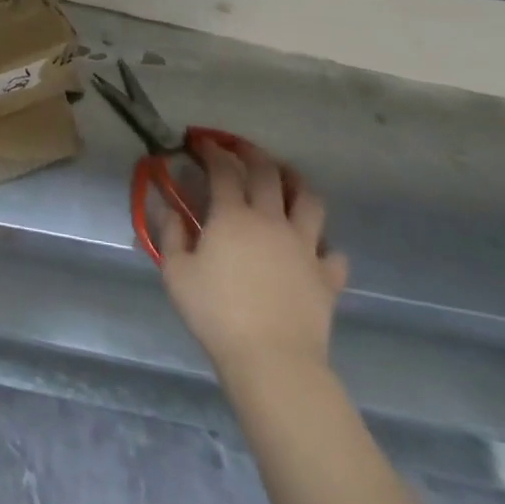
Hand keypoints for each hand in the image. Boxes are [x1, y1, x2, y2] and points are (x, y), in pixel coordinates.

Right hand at [160, 138, 349, 378]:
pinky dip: (324, 244)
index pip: (222, 168)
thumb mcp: (176, 273)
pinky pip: (333, 252)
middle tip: (238, 147)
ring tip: (285, 178)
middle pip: (267, 172)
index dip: (211, 150)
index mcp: (232, 215)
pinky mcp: (327, 277)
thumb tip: (171, 209)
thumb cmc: (217, 314)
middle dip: (251, 152)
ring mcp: (304, 247)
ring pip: (309, 200)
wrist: (273, 361)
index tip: (199, 142)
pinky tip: (314, 247)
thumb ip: (171, 234)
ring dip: (296, 182)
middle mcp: (270, 220)